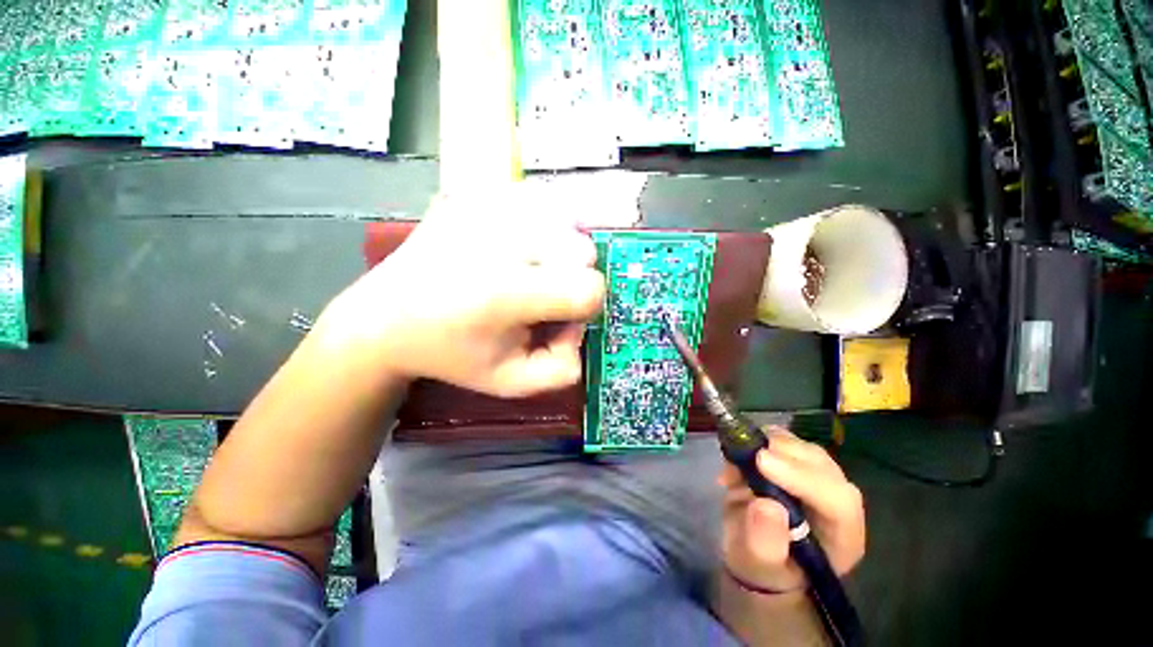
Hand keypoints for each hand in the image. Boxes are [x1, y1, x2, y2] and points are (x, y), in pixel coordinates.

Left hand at [319, 189, 605, 397]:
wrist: (385, 317)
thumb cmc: (452, 354)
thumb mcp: (511, 383)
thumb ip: (562, 368)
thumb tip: (580, 325)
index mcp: (506, 292)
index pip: (590, 287)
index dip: (585, 307)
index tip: (559, 317)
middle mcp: (499, 238)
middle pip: (583, 249)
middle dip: (572, 277)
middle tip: (540, 294)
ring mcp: (485, 205)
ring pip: (566, 218)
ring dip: (559, 250)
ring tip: (528, 270)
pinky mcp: (474, 191)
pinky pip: (537, 200)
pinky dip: (539, 224)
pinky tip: (515, 246)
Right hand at [719, 428, 864, 592]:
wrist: (753, 551)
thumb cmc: (760, 565)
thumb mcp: (757, 562)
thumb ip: (765, 541)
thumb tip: (767, 505)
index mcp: (841, 536)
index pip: (838, 501)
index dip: (803, 477)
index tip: (761, 462)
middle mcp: (836, 502)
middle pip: (823, 466)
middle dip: (784, 453)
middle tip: (745, 452)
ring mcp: (817, 479)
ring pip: (804, 449)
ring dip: (769, 443)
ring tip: (737, 457)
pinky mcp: (796, 463)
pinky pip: (784, 441)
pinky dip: (759, 439)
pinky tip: (739, 453)